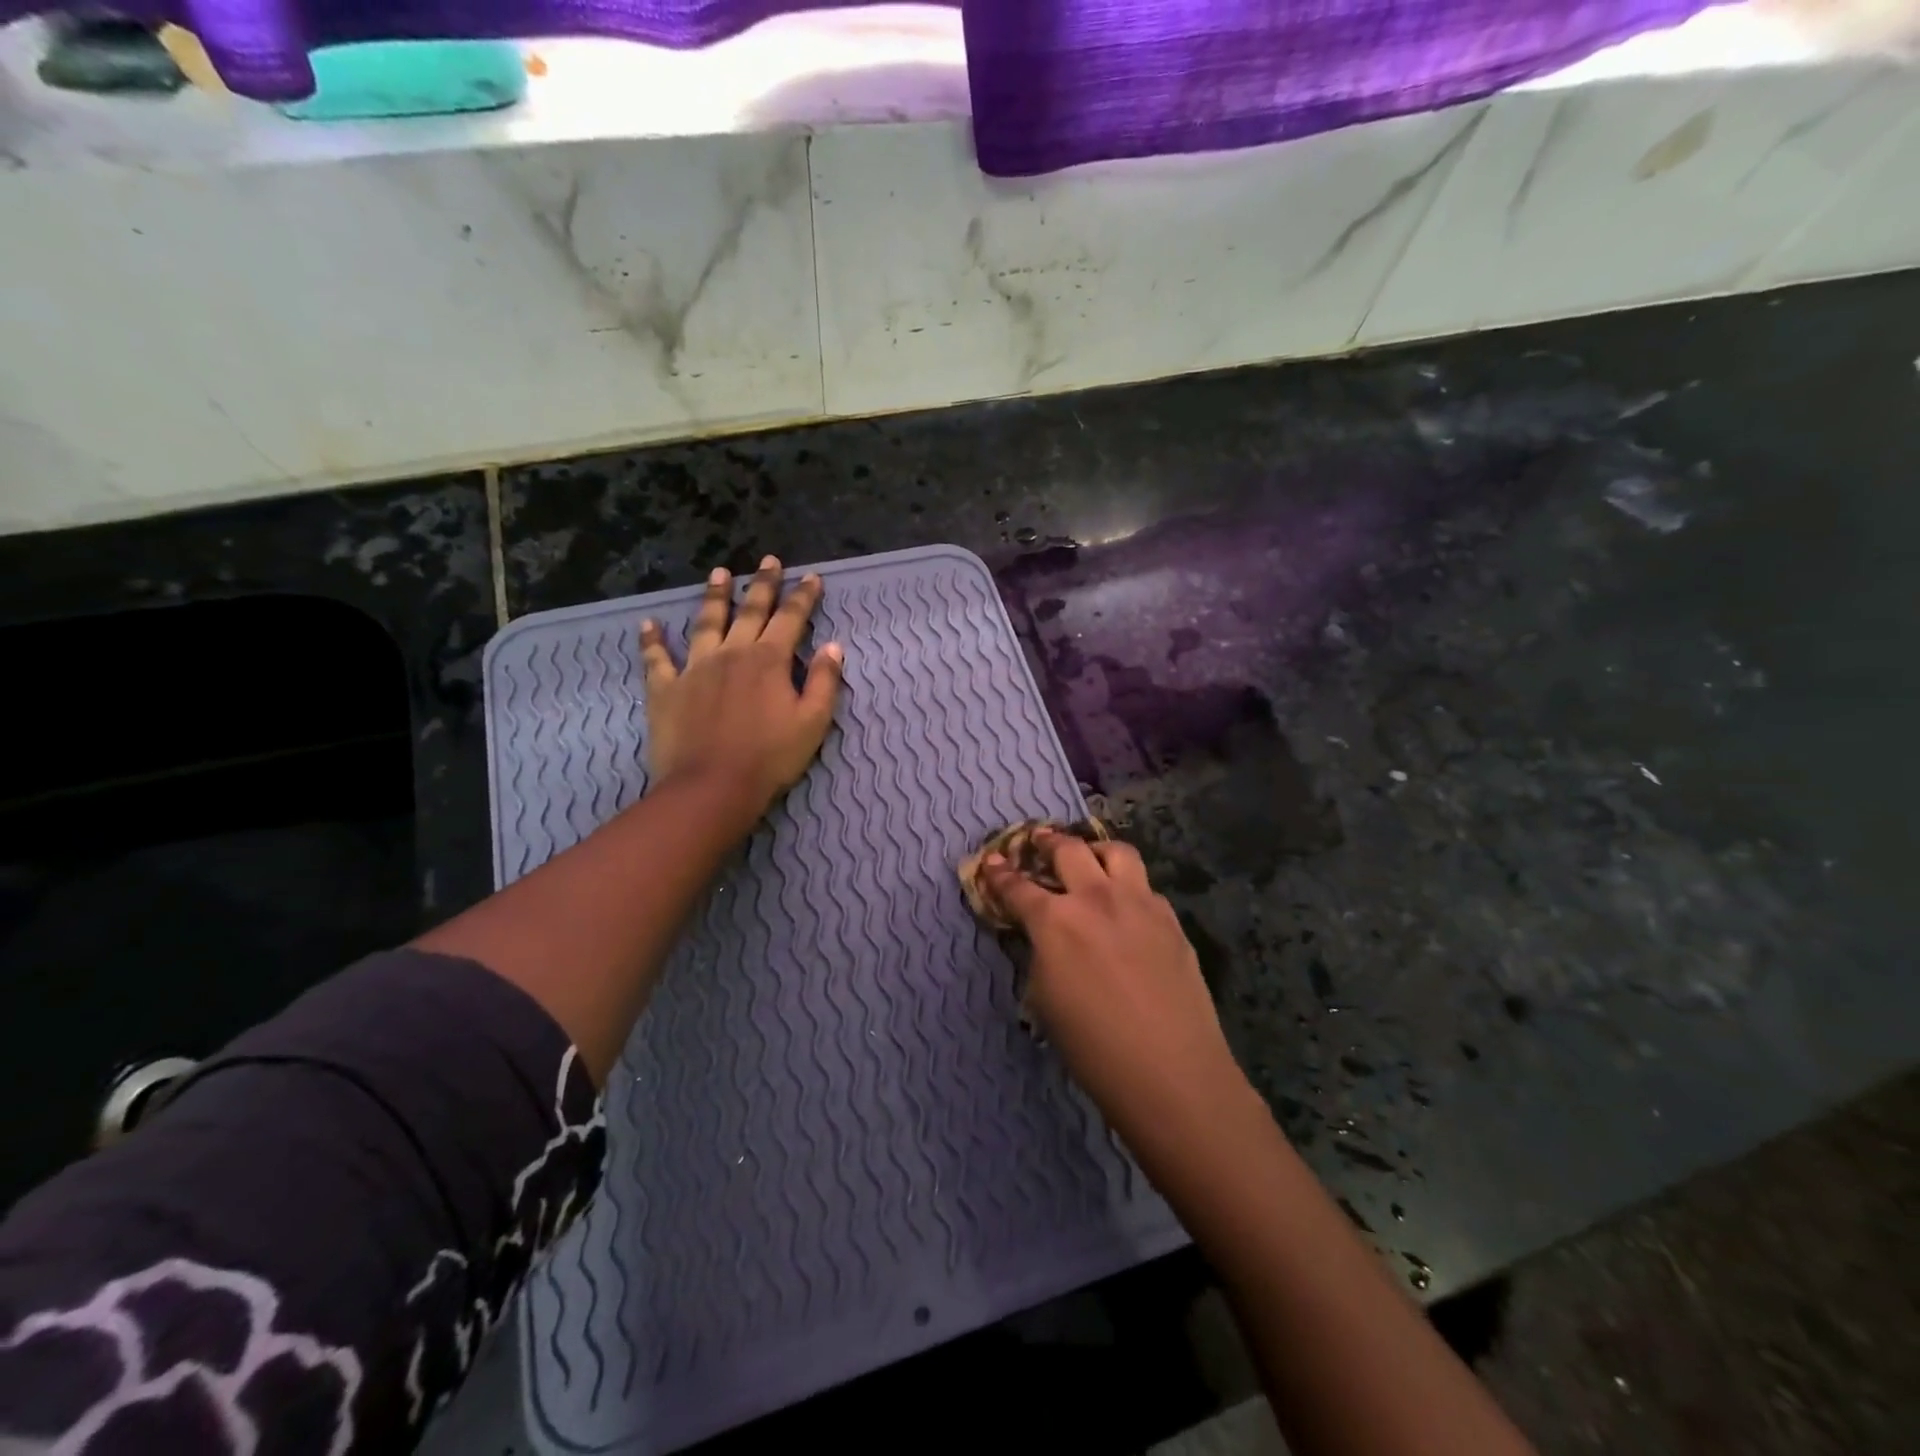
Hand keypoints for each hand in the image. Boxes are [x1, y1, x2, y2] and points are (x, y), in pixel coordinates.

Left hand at [640, 557, 842, 814]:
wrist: (712, 787)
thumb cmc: (770, 757)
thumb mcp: (813, 722)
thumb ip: (824, 681)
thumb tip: (833, 647)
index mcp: (769, 660)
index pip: (791, 618)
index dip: (803, 596)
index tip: (812, 576)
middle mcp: (732, 653)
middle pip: (749, 610)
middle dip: (762, 584)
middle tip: (768, 560)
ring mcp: (695, 668)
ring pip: (705, 623)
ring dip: (714, 597)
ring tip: (719, 574)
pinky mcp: (666, 689)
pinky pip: (656, 659)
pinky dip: (652, 640)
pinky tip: (648, 624)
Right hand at [981, 832, 1244, 1144]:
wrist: (1171, 1073)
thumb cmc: (1093, 1048)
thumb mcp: (1044, 999)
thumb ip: (1041, 953)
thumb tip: (1043, 935)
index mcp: (1056, 921)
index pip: (1018, 887)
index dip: (999, 874)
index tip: (990, 861)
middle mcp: (1097, 899)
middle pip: (1069, 849)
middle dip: (1047, 841)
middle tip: (1037, 840)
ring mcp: (1140, 904)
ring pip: (1117, 852)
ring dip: (1095, 850)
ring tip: (1088, 858)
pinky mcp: (1171, 920)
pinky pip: (1145, 887)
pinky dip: (1128, 886)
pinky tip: (1125, 907)